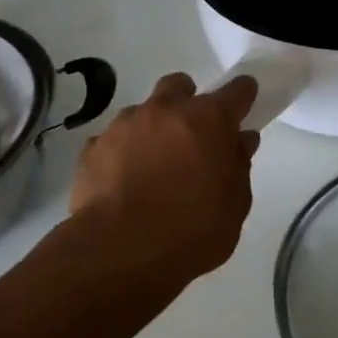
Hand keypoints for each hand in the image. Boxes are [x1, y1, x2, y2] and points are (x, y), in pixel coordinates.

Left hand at [69, 73, 259, 287]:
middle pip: (180, 86)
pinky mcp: (92, 147)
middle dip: (188, 101)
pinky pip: (113, 140)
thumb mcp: (235, 204)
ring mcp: (124, 125)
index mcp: (209, 119)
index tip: (245, 104)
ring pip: (143, 111)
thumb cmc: (193, 229)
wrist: (121, 251)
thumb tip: (241, 140)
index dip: (243, 95)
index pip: (236, 91)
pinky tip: (124, 182)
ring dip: (153, 128)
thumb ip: (239, 164)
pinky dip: (122, 152)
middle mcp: (166, 111)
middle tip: (192, 134)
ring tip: (153, 164)